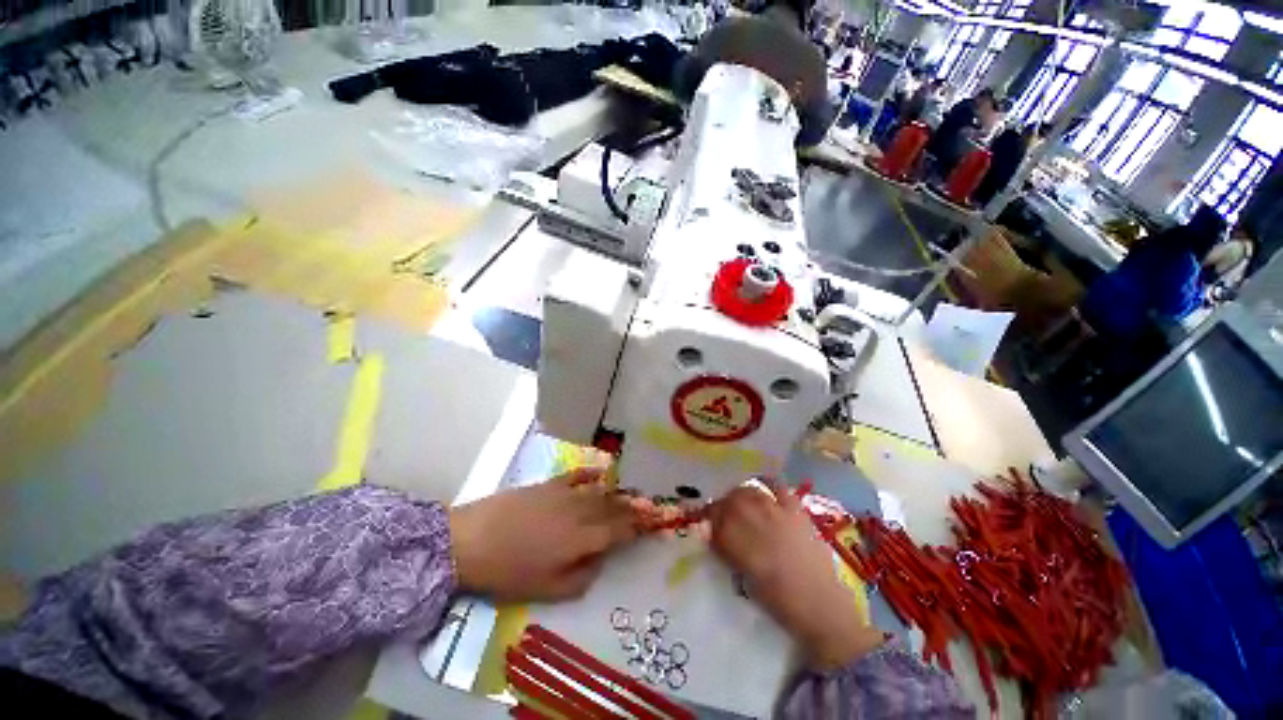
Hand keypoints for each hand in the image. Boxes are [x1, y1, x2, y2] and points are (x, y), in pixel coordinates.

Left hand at [448, 469, 636, 601]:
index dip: (637, 527)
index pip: (619, 529)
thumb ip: (581, 577)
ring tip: (629, 495)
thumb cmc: (508, 572)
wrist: (471, 540)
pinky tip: (602, 471)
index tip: (651, 524)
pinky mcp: (550, 484)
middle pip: (613, 507)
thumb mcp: (547, 590)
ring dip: (617, 494)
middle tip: (646, 508)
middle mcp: (581, 511)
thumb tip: (599, 559)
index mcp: (583, 538)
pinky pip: (578, 474)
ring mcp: (565, 494)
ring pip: (600, 491)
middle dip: (631, 508)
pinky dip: (593, 472)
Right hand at [708, 482, 884, 668]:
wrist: (822, 606)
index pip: (716, 521)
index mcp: (744, 547)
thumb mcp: (744, 580)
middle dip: (721, 506)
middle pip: (731, 502)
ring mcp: (779, 514)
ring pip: (750, 491)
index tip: (704, 524)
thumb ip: (725, 551)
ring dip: (738, 495)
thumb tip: (706, 530)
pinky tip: (760, 487)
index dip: (707, 520)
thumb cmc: (780, 602)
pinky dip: (766, 483)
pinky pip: (778, 487)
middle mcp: (759, 524)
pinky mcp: (797, 511)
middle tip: (720, 515)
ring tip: (737, 503)